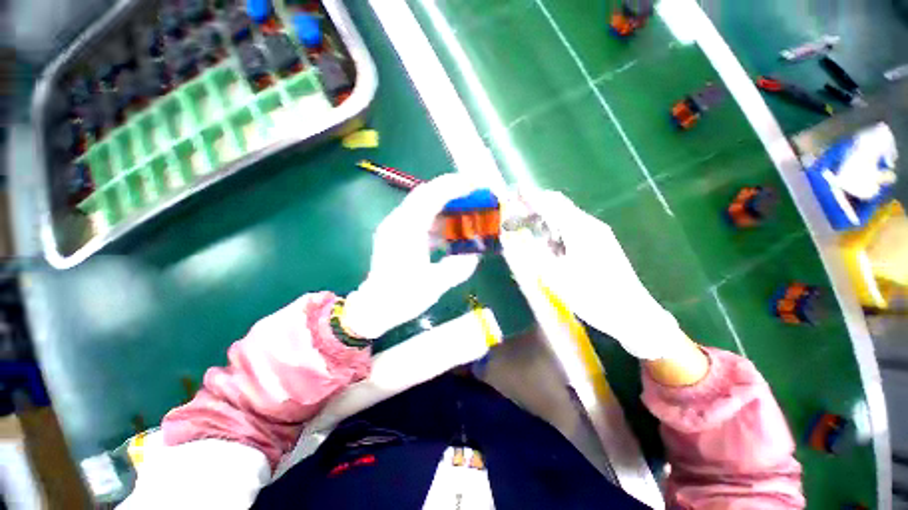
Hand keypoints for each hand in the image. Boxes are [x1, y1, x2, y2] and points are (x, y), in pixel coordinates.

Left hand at [342, 174, 480, 338]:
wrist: (374, 308)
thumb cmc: (402, 297)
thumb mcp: (436, 285)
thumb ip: (458, 267)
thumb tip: (474, 254)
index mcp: (406, 231)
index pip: (430, 196)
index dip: (453, 186)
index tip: (474, 184)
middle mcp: (398, 222)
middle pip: (425, 193)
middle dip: (451, 189)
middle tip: (473, 193)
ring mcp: (395, 226)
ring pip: (422, 204)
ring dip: (444, 203)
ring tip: (464, 209)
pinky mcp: (396, 233)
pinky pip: (419, 217)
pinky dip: (436, 217)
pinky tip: (448, 229)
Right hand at [527, 191, 688, 359]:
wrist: (633, 315)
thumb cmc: (594, 296)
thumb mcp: (557, 277)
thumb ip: (535, 254)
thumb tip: (517, 239)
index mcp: (580, 229)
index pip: (552, 202)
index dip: (531, 197)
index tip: (513, 194)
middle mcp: (590, 225)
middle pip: (559, 206)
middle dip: (535, 207)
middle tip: (515, 217)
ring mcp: (598, 234)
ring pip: (565, 217)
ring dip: (545, 219)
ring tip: (527, 230)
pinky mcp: (600, 244)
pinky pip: (572, 228)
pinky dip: (555, 230)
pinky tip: (548, 244)